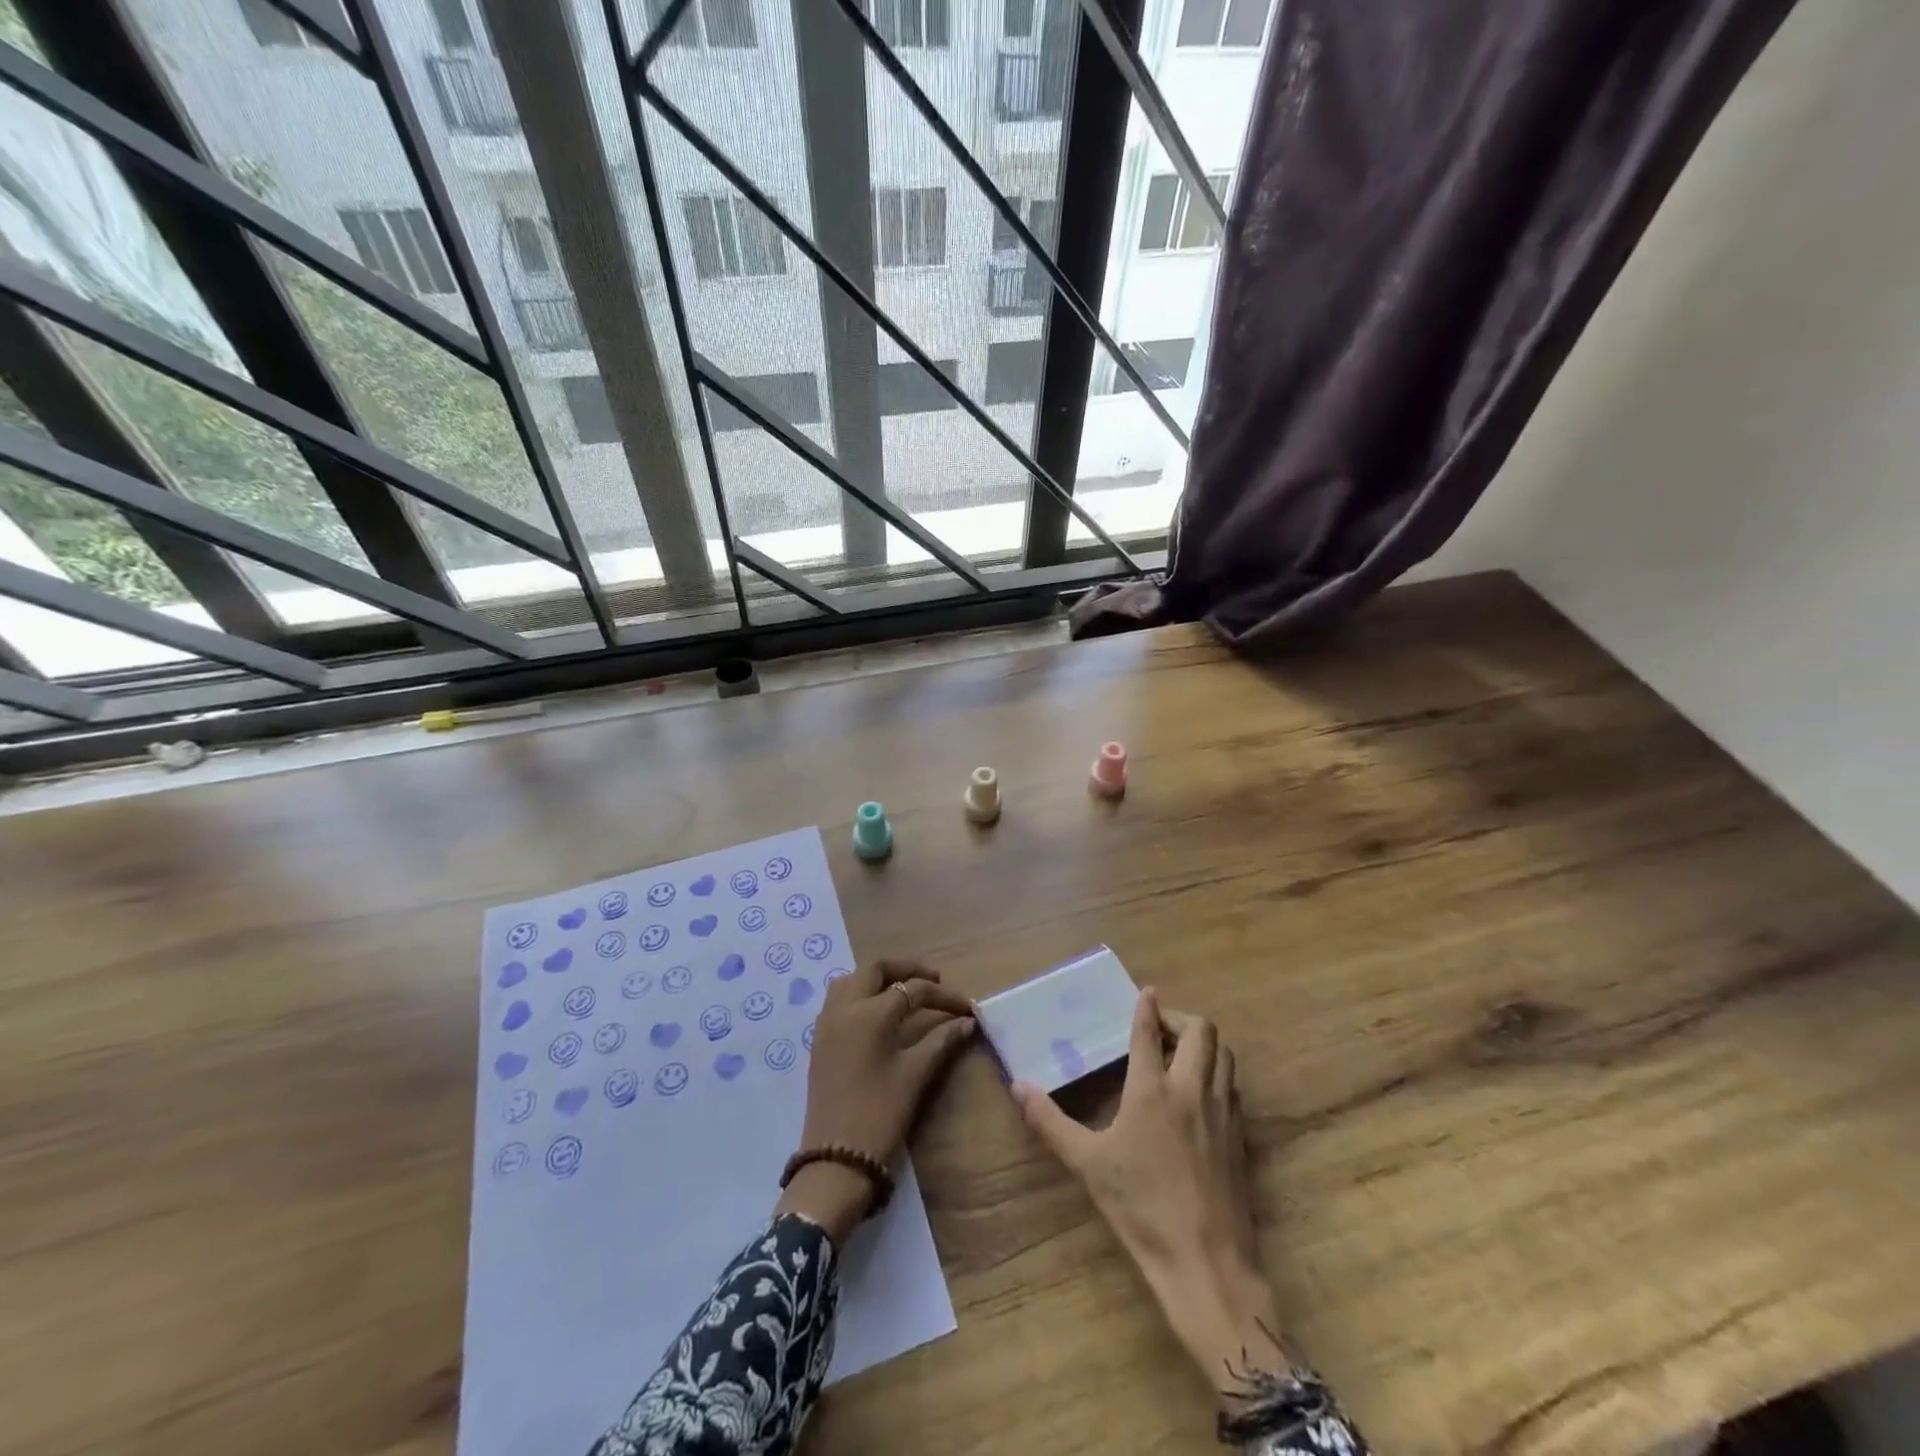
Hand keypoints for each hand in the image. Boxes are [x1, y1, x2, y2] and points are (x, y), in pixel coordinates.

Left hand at [775, 960, 975, 1242]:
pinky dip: (862, 993)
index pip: (913, 990)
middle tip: (933, 981)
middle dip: (906, 969)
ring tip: (906, 991)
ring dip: (880, 978)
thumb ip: (941, 1041)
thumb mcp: (915, 1075)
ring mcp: (827, 1022)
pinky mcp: (820, 1039)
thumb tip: (967, 1022)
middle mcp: (844, 1007)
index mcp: (869, 1014)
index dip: (943, 996)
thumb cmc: (879, 1114)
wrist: (835, 1158)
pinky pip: (840, 999)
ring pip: (853, 979)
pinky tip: (880, 1011)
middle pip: (876, 969)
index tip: (966, 1008)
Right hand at [1012, 988, 1289, 1408]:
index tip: (1145, 992)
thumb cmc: (1140, 1208)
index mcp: (1151, 1090)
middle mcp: (1191, 1089)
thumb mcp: (1086, 1164)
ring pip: (1224, 1055)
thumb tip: (1018, 1085)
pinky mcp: (1240, 1136)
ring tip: (1181, 1053)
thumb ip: (1050, 1122)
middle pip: (1200, 1031)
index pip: (1149, 1032)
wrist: (1206, 1262)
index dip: (1147, 1007)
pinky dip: (1218, 1073)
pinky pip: (1232, 1086)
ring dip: (1204, 1043)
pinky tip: (1201, 1094)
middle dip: (1180, 1018)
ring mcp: (1222, 1112)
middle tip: (1160, 1027)